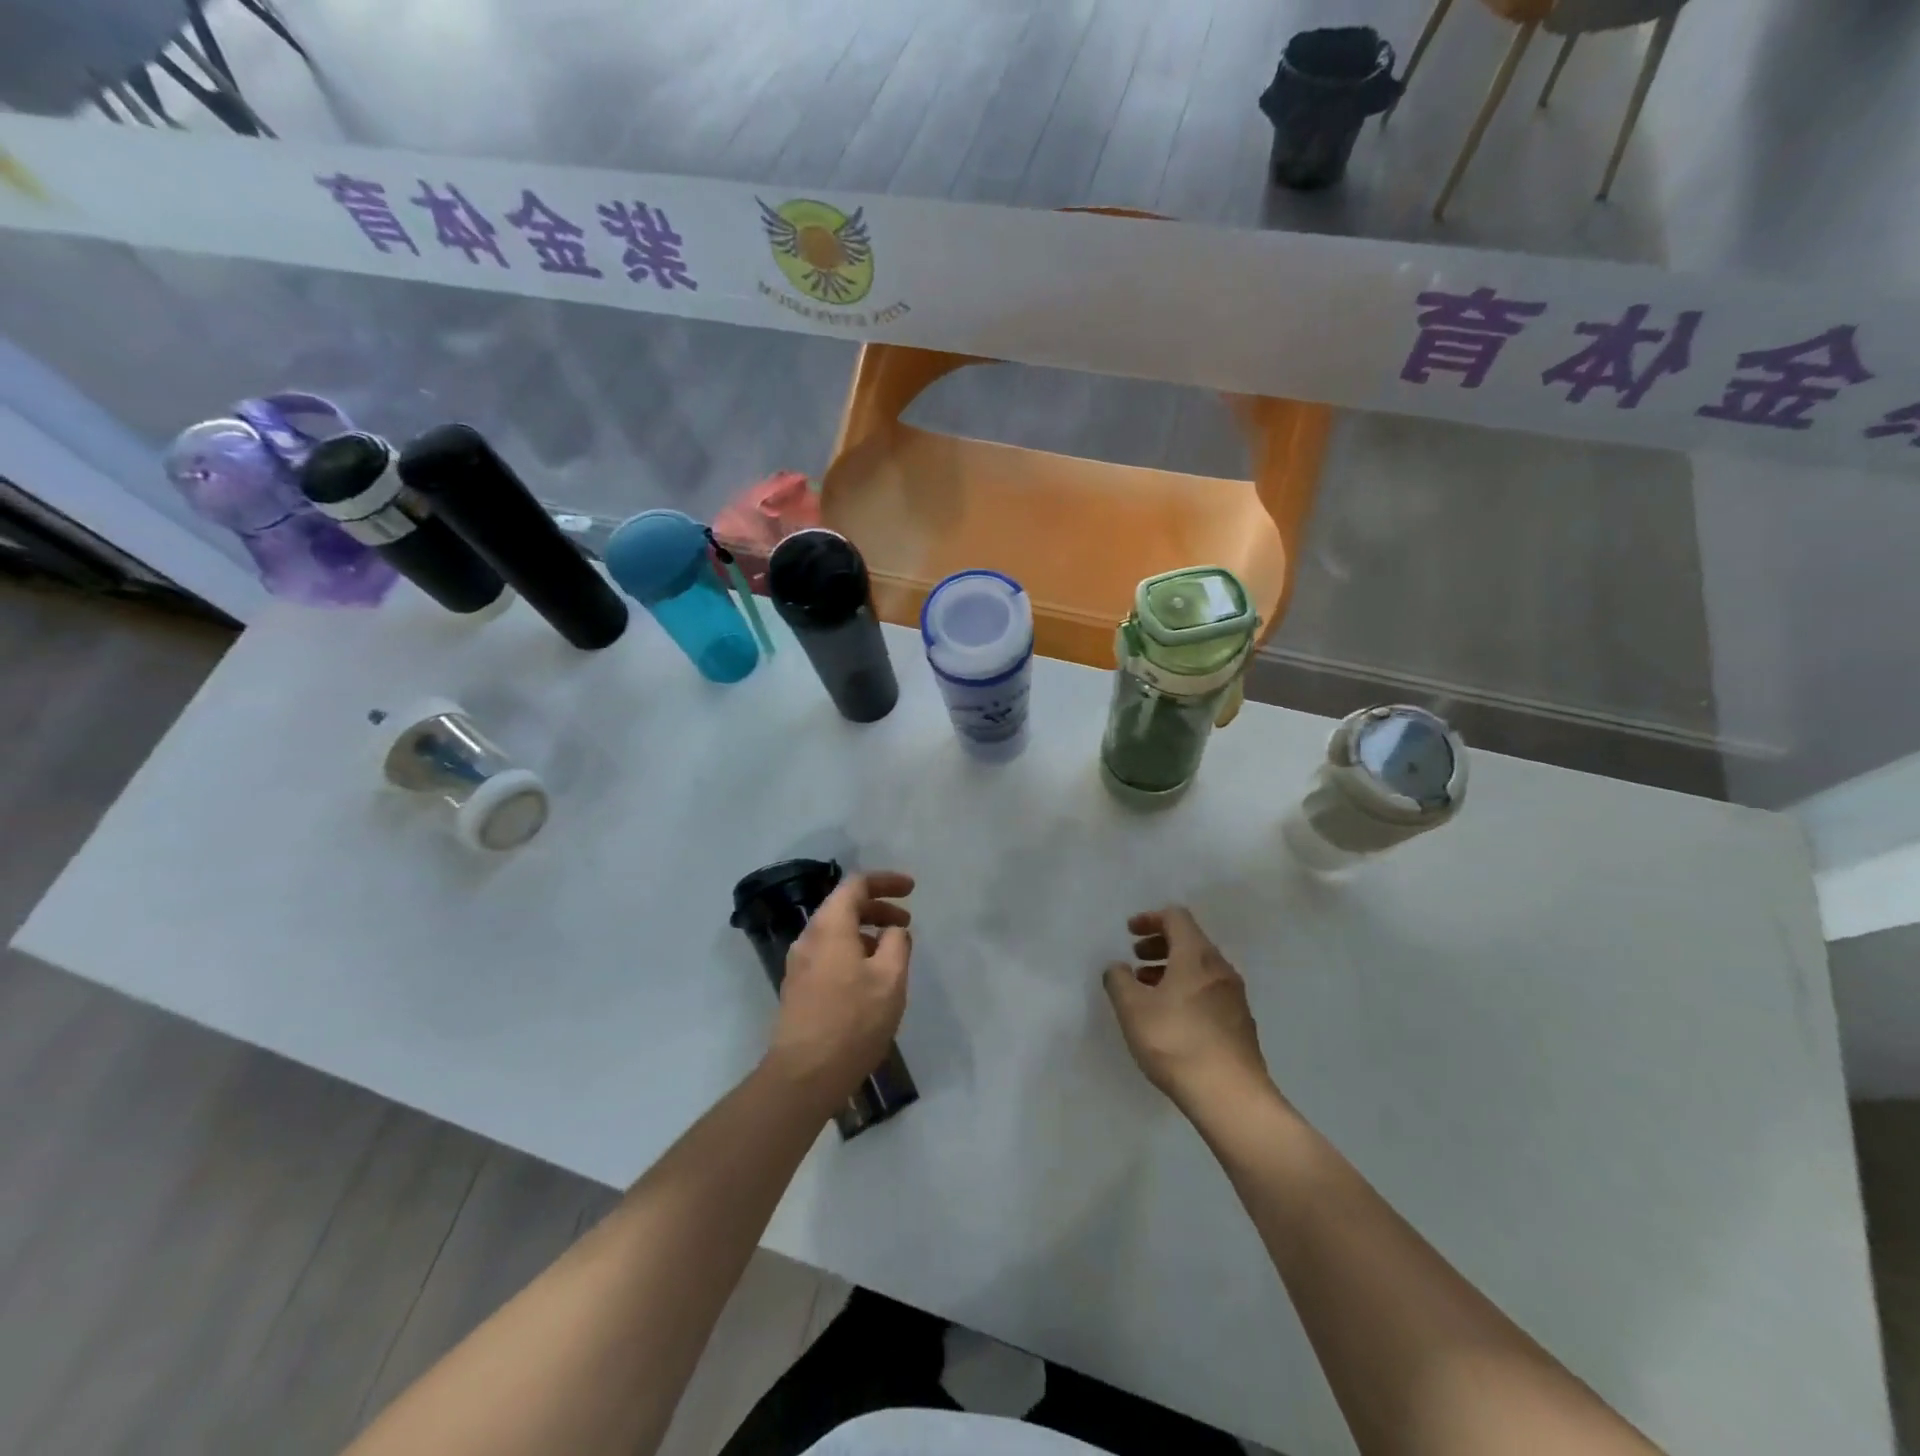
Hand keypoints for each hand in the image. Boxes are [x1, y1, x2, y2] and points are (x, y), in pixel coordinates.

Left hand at [765, 871, 913, 1114]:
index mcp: (830, 926)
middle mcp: (809, 937)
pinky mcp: (798, 987)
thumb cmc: (853, 1022)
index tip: (911, 889)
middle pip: (844, 906)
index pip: (856, 884)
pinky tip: (870, 976)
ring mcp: (800, 964)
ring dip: (866, 932)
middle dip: (878, 908)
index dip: (886, 881)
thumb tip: (893, 931)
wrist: (804, 1075)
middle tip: (906, 922)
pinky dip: (853, 950)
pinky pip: (829, 953)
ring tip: (893, 951)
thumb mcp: (890, 979)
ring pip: (836, 931)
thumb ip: (897, 944)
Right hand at [1103, 906, 1273, 1118]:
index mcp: (1196, 955)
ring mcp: (1234, 996)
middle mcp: (1220, 968)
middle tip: (1135, 960)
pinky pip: (1209, 991)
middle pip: (1189, 941)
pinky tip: (1171, 1018)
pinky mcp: (1240, 1023)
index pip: (1175, 917)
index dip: (1150, 919)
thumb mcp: (1133, 1009)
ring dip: (1171, 969)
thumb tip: (1118, 968)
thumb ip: (1119, 980)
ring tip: (1148, 991)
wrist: (1231, 1096)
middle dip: (1159, 945)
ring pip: (1199, 968)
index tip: (1129, 932)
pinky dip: (1187, 990)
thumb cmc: (1176, 1042)